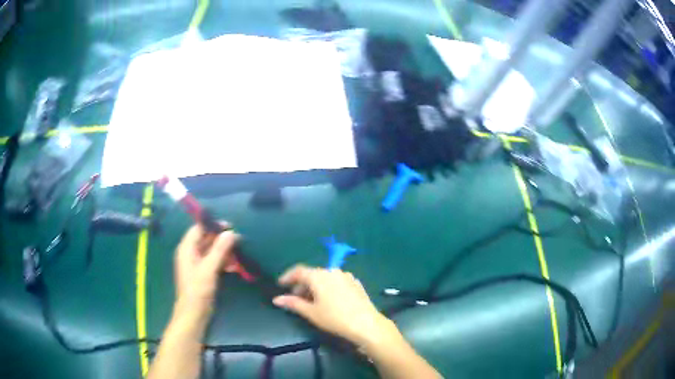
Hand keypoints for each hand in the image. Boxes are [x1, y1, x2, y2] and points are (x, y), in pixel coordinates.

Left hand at [174, 223, 240, 314]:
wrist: (194, 313)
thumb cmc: (198, 289)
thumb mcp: (209, 268)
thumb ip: (219, 250)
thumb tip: (230, 233)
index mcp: (187, 248)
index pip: (198, 229)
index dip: (212, 225)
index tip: (229, 226)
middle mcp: (191, 253)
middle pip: (206, 239)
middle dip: (222, 239)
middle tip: (239, 240)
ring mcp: (197, 264)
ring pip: (212, 251)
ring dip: (225, 252)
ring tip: (239, 254)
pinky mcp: (204, 273)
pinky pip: (214, 262)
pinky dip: (224, 262)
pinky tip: (235, 267)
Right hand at [272, 265, 394, 347]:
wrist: (366, 323)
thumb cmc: (334, 318)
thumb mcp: (311, 312)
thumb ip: (293, 303)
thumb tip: (277, 299)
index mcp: (319, 276)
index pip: (299, 271)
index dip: (287, 277)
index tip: (280, 284)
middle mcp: (332, 271)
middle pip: (312, 274)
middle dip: (302, 285)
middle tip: (295, 298)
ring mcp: (346, 276)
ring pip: (325, 278)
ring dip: (315, 287)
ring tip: (311, 301)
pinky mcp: (356, 283)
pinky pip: (336, 282)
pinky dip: (328, 287)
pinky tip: (329, 301)